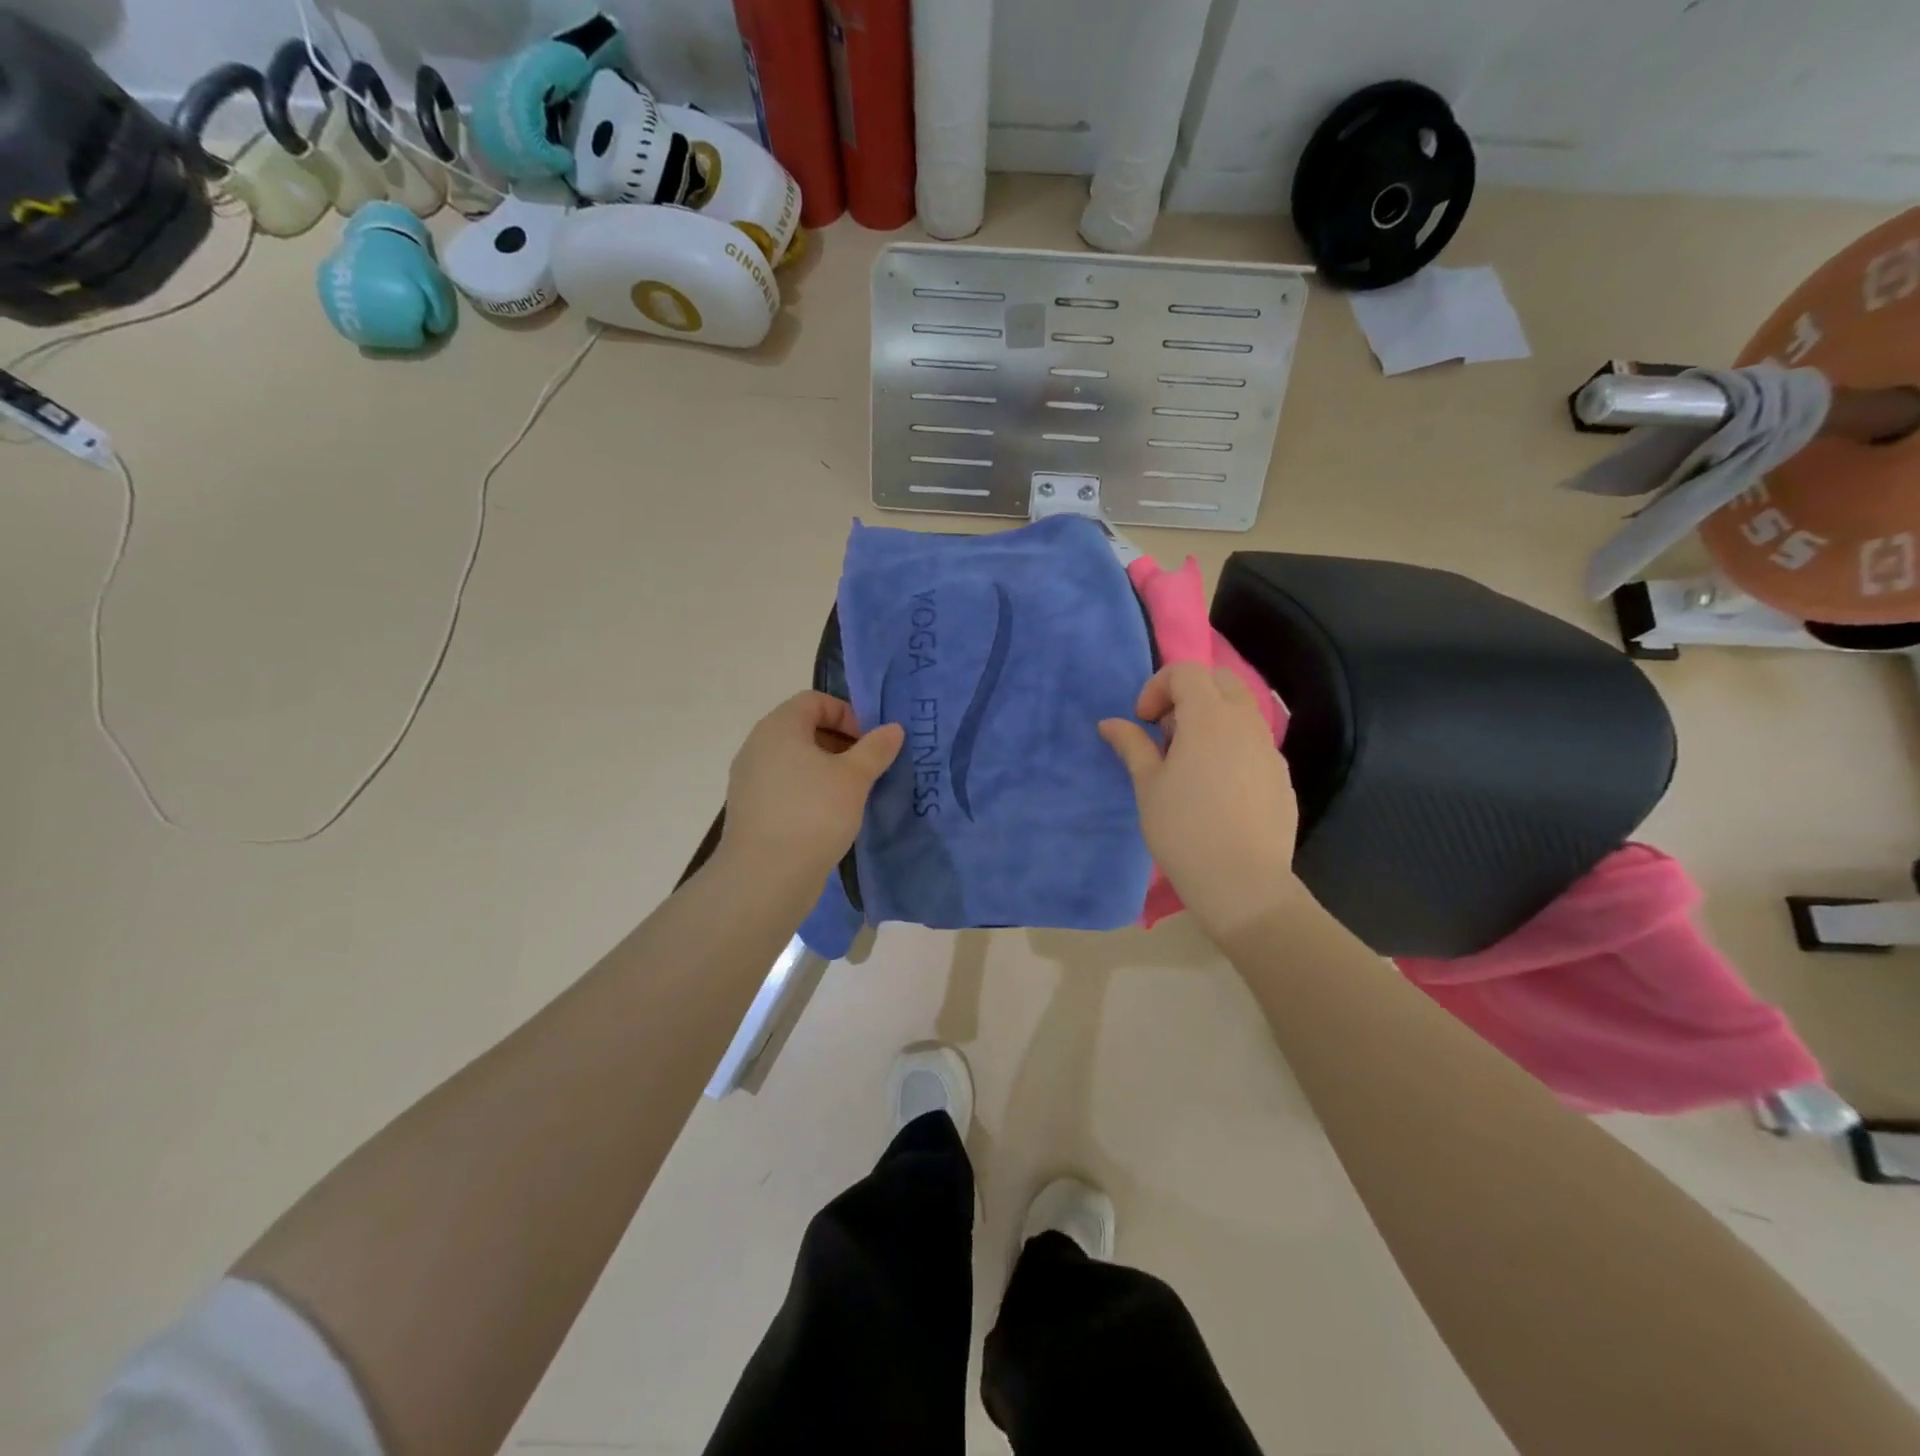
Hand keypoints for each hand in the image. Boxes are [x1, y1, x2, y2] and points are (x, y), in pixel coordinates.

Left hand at [718, 692, 903, 881]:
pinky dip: (809, 791)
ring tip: (852, 794)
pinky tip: (829, 816)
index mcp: (779, 727)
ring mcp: (750, 779)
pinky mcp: (751, 809)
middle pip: (804, 728)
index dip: (847, 714)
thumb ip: (875, 749)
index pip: (814, 700)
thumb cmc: (813, 814)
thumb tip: (893, 729)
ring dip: (826, 769)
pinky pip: (785, 786)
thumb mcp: (854, 778)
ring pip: (795, 760)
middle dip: (840, 742)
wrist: (765, 877)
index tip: (869, 742)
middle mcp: (758, 746)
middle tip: (867, 768)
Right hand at [1099, 663, 1304, 938]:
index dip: (1158, 687)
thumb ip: (1132, 746)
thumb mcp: (1148, 785)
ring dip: (1211, 718)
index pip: (1186, 672)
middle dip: (1188, 694)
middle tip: (1166, 733)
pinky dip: (1231, 744)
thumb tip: (1110, 723)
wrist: (1243, 882)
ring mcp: (1269, 749)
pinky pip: (1254, 742)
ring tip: (1189, 762)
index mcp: (1209, 718)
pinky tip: (1216, 788)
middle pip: (1220, 681)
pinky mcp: (1281, 776)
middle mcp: (1245, 723)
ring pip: (1241, 710)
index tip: (1143, 722)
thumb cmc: (1184, 830)